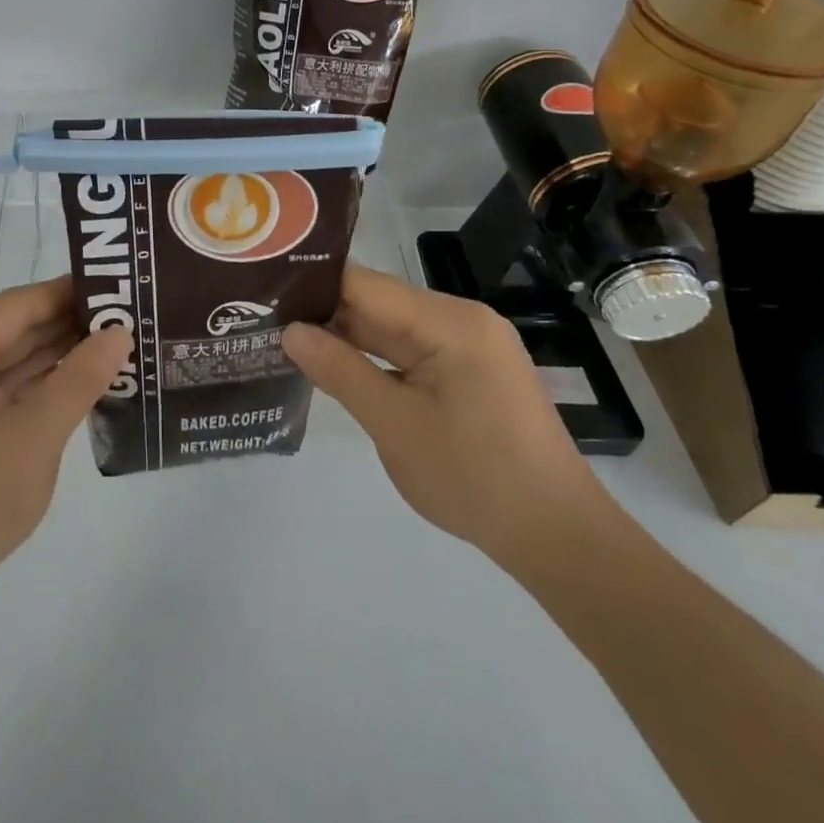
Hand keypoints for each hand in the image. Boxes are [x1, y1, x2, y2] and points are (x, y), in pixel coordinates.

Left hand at [0, 277, 132, 598]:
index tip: (117, 285)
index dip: (67, 292)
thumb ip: (80, 378)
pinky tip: (88, 377)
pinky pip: (10, 386)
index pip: (17, 305)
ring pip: (16, 358)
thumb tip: (120, 333)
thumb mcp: (37, 433)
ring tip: (118, 340)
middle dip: (69, 324)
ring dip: (61, 353)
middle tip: (127, 314)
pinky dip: (46, 382)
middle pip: (16, 328)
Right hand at [282, 264, 612, 564]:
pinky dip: (375, 359)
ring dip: (347, 338)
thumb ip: (339, 371)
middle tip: (265, 319)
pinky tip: (336, 366)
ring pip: (392, 329)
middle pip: (378, 303)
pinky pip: (411, 351)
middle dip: (325, 313)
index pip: (365, 284)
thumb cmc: (475, 478)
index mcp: (450, 322)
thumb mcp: (395, 425)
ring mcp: (470, 346)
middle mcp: (462, 320)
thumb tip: (289, 331)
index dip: (313, 284)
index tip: (265, 289)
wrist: (559, 538)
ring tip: (287, 339)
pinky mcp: (470, 372)